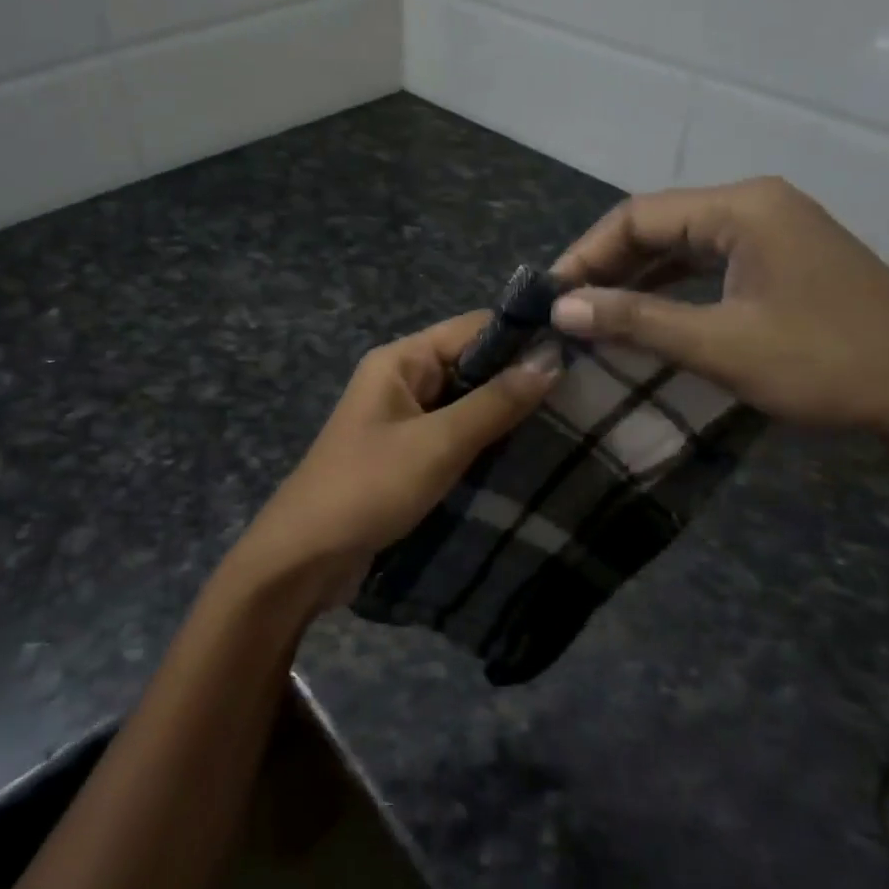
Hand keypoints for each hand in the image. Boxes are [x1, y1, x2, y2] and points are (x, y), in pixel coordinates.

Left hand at [230, 312, 562, 611]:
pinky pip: (454, 436)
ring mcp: (403, 420)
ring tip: (569, 425)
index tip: (580, 354)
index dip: (523, 338)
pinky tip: (528, 455)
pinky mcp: (407, 456)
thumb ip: (496, 402)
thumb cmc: (369, 488)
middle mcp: (401, 380)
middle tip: (584, 396)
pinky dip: (486, 443)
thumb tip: (552, 358)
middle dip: (520, 380)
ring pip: (466, 404)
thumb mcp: (438, 443)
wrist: (304, 559)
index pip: (473, 328)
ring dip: (506, 415)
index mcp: (400, 360)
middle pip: (472, 365)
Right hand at [549, 179, 888, 454]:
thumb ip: (637, 321)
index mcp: (741, 208)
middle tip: (566, 308)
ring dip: (638, 278)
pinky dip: (673, 288)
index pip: (638, 215)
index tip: (549, 296)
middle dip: (609, 265)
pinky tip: (648, 316)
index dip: (585, 254)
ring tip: (594, 313)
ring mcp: (777, 232)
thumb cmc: (828, 365)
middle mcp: (757, 205)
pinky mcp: (788, 262)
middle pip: (660, 224)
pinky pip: (712, 264)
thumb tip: (561, 306)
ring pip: (684, 245)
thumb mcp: (721, 345)